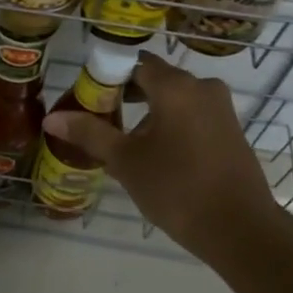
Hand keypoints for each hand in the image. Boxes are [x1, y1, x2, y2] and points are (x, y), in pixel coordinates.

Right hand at [42, 51, 284, 254]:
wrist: (240, 229)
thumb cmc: (177, 188)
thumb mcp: (126, 161)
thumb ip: (89, 133)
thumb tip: (52, 118)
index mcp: (175, 86)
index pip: (133, 63)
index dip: (107, 76)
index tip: (88, 98)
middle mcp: (202, 87)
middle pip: (155, 79)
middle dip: (126, 95)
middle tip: (100, 119)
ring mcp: (221, 108)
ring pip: (175, 98)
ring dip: (149, 112)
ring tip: (125, 142)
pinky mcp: (231, 130)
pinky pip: (193, 115)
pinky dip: (172, 124)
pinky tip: (157, 154)